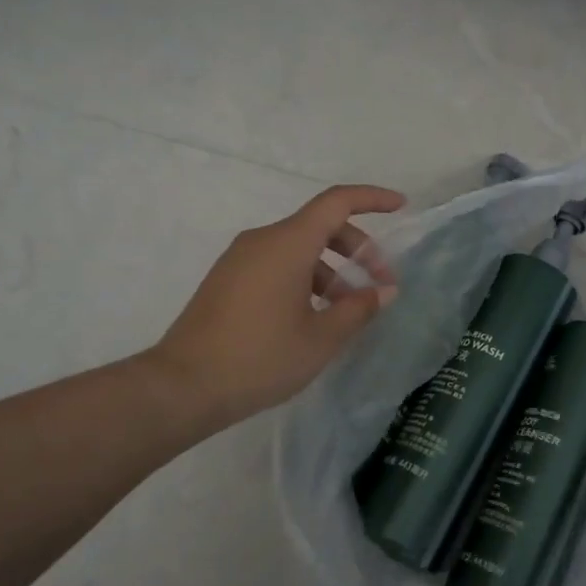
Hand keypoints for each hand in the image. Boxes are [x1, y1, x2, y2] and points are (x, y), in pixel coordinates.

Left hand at [151, 184, 404, 427]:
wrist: (183, 386)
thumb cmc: (260, 358)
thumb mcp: (321, 338)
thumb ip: (358, 308)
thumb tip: (383, 291)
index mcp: (287, 243)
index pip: (337, 202)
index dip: (372, 199)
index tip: (401, 207)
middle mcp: (262, 240)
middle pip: (320, 226)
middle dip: (357, 250)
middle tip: (380, 286)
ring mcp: (240, 259)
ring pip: (298, 248)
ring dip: (332, 269)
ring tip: (347, 311)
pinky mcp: (228, 280)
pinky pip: (277, 264)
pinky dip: (305, 278)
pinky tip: (314, 316)